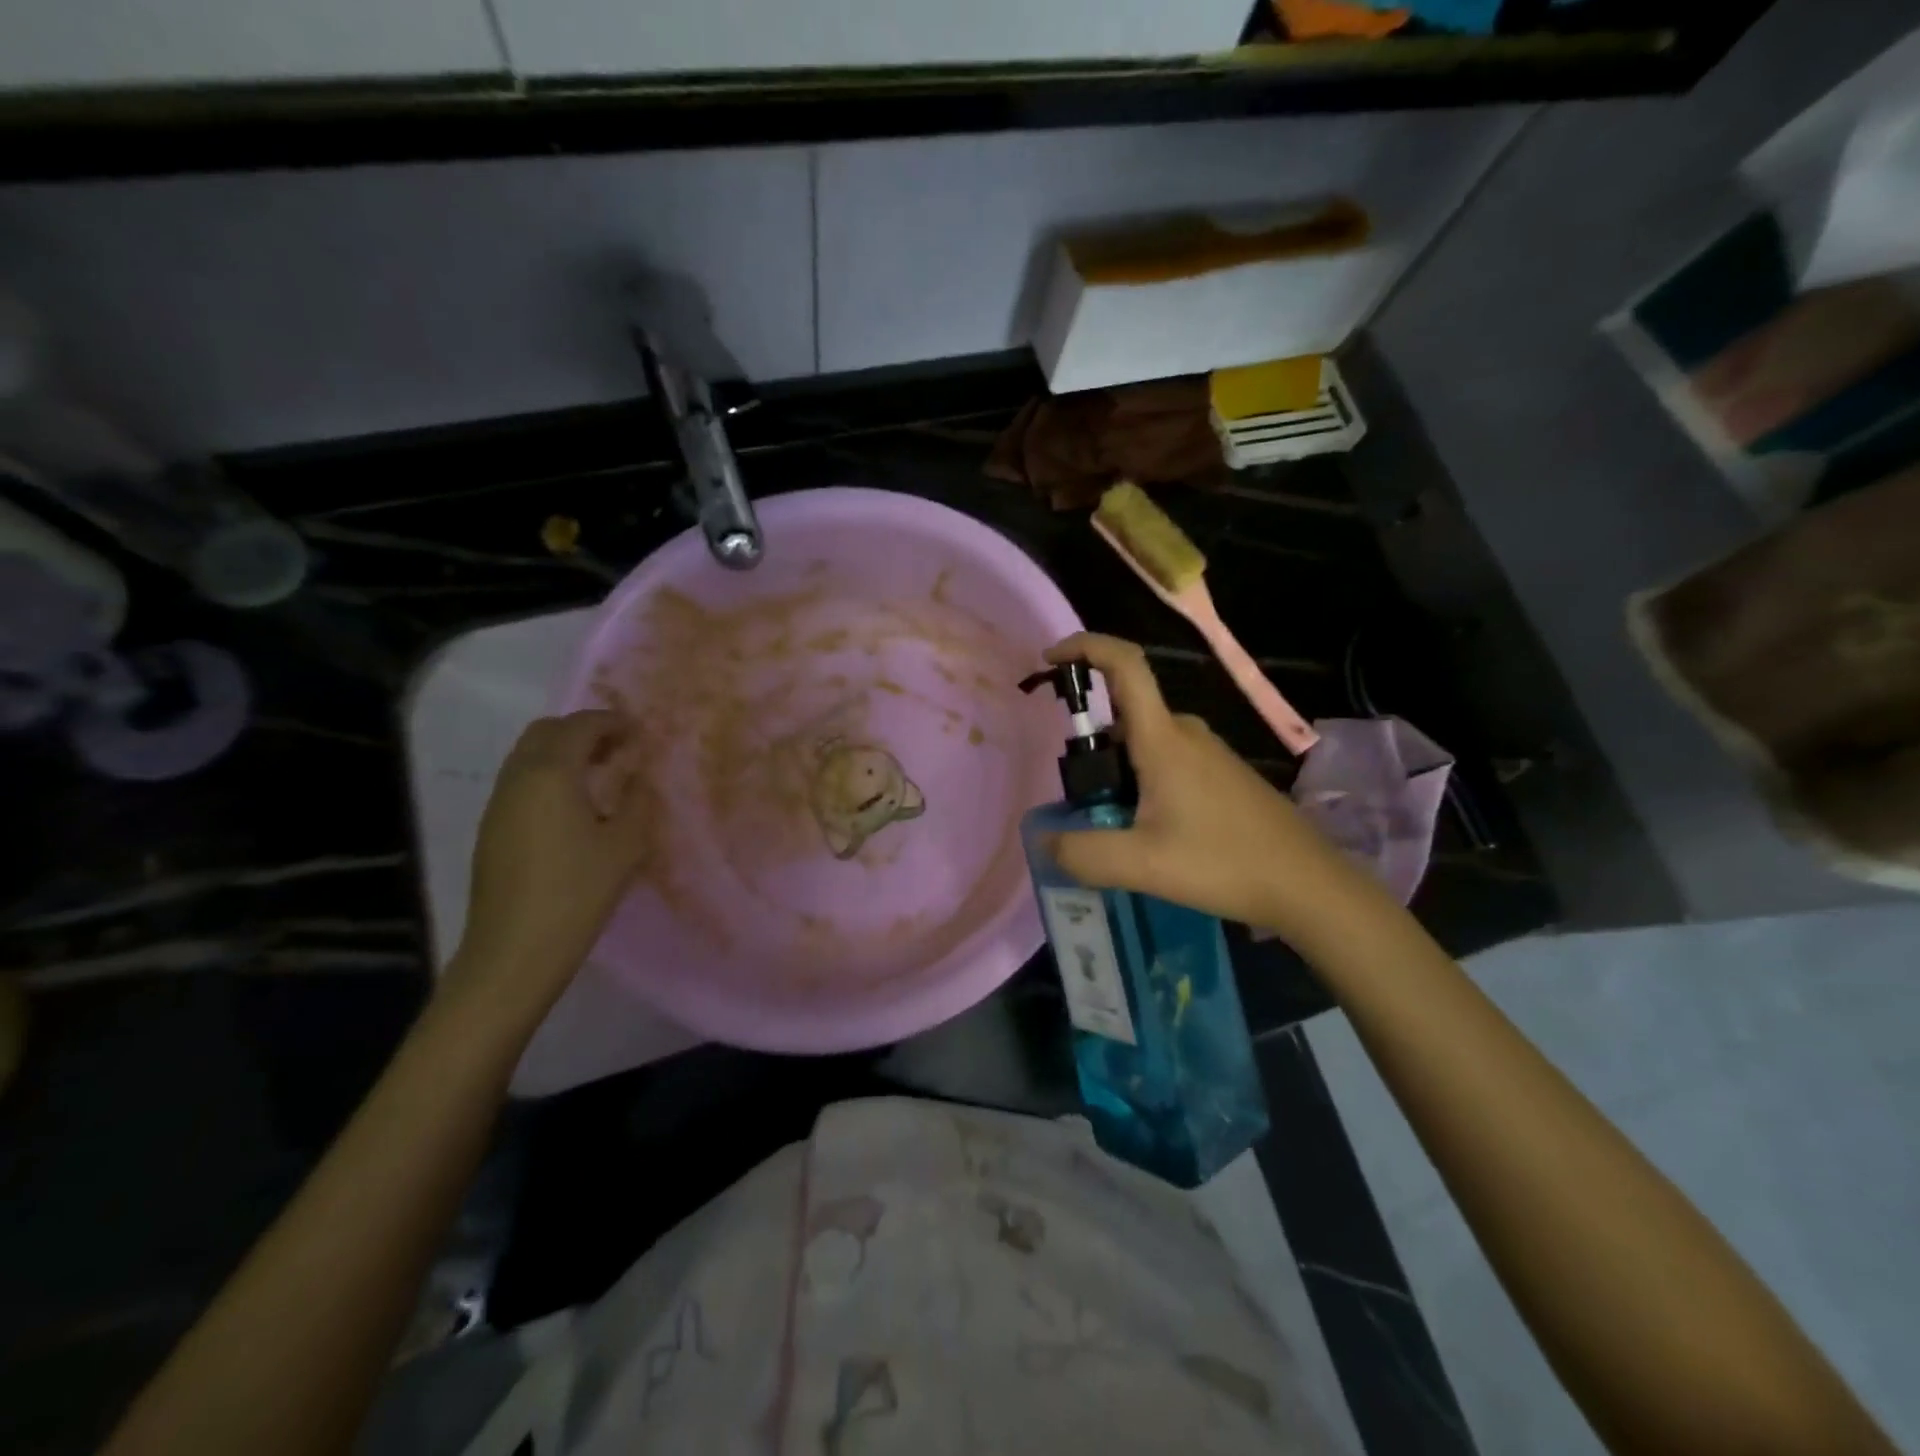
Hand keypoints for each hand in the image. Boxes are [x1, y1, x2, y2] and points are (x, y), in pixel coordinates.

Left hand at [443, 711, 654, 1025]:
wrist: (515, 951)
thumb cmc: (578, 892)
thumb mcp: (626, 845)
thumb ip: (638, 801)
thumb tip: (640, 776)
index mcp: (550, 774)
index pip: (580, 726)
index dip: (612, 722)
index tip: (640, 732)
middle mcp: (517, 778)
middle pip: (546, 732)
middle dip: (583, 730)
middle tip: (619, 749)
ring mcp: (498, 804)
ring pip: (528, 756)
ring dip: (564, 753)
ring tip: (601, 776)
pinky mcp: (491, 828)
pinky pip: (521, 781)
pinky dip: (549, 776)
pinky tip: (575, 807)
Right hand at [1040, 633, 1380, 942]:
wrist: (1306, 884)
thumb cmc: (1224, 863)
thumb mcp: (1142, 865)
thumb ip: (1083, 853)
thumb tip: (1044, 842)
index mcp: (1163, 739)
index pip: (1124, 665)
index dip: (1085, 648)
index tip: (1050, 660)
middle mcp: (1185, 733)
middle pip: (1125, 713)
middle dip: (1091, 744)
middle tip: (1078, 799)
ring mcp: (1208, 752)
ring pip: (1145, 742)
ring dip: (1117, 770)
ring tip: (1111, 826)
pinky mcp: (1221, 773)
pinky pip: (1166, 760)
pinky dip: (1141, 781)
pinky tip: (1148, 832)